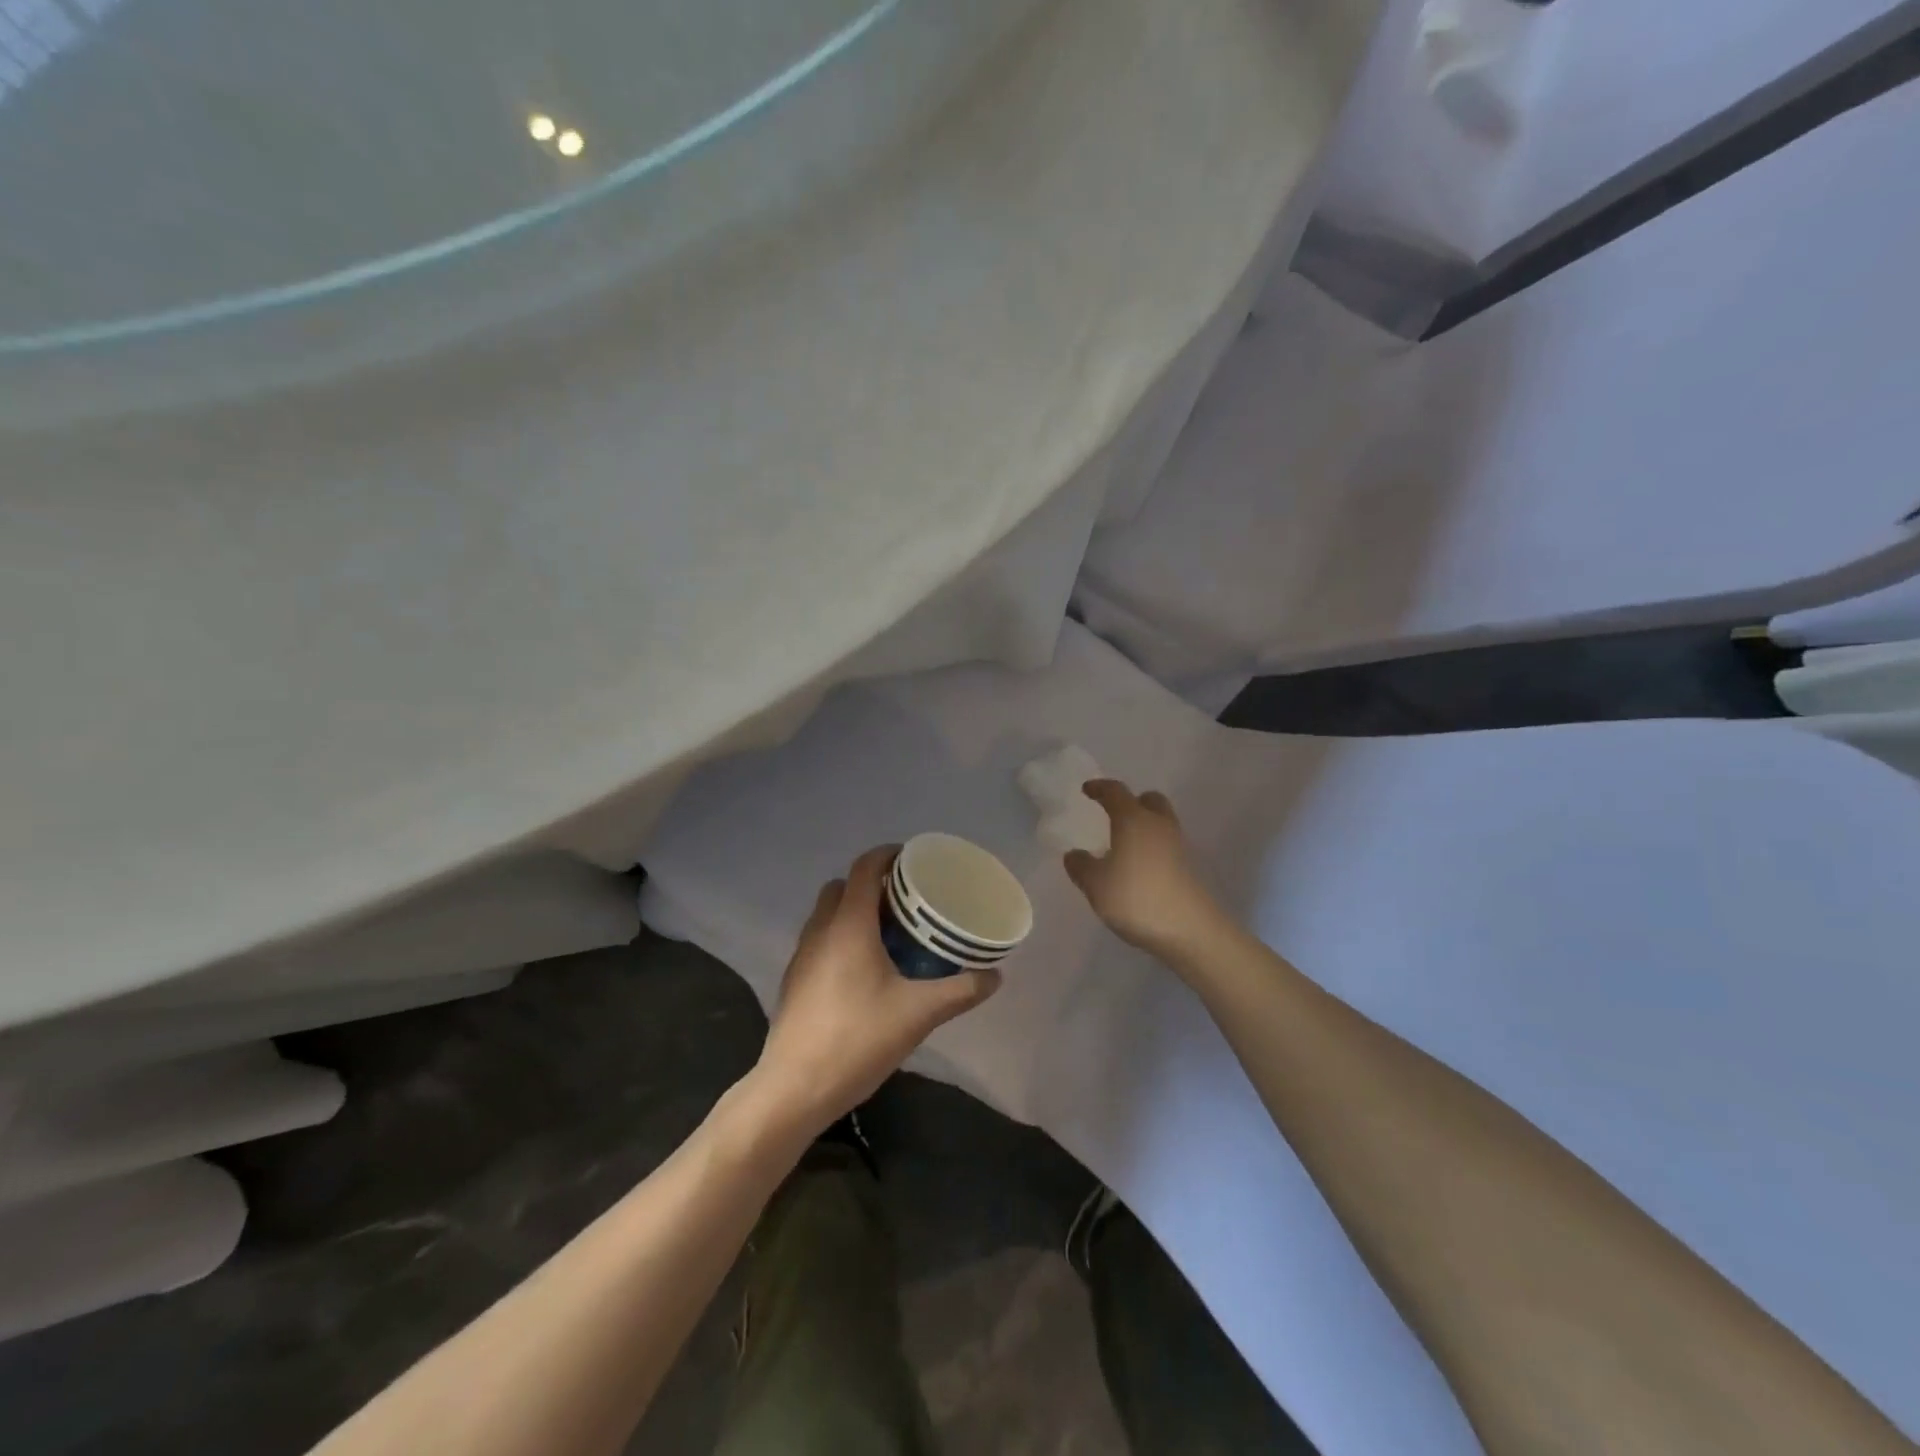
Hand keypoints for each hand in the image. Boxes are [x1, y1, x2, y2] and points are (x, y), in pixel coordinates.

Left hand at [753, 846, 1000, 1137]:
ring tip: (888, 935)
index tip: (912, 859)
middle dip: (871, 885)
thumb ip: (960, 991)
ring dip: (853, 911)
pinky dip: (840, 937)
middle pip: (842, 887)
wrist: (794, 1089)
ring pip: (827, 914)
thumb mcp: (918, 1014)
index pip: (864, 868)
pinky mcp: (794, 981)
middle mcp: (820, 930)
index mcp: (849, 925)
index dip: (887, 855)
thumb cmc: (857, 1039)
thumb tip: (995, 976)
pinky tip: (864, 971)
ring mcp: (802, 956)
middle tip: (906, 902)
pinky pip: (819, 940)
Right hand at [1064, 780, 1224, 957]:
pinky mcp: (1188, 868)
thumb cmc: (1136, 898)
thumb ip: (1081, 866)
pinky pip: (1166, 845)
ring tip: (1123, 845)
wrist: (1189, 930)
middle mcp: (1158, 825)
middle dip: (1131, 802)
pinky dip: (1152, 848)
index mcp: (1133, 820)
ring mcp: (1178, 846)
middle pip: (1148, 800)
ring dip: (1143, 826)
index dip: (1099, 788)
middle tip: (1114, 814)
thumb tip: (1074, 854)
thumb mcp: (1095, 885)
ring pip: (1160, 823)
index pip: (1115, 792)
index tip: (1087, 790)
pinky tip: (1138, 868)